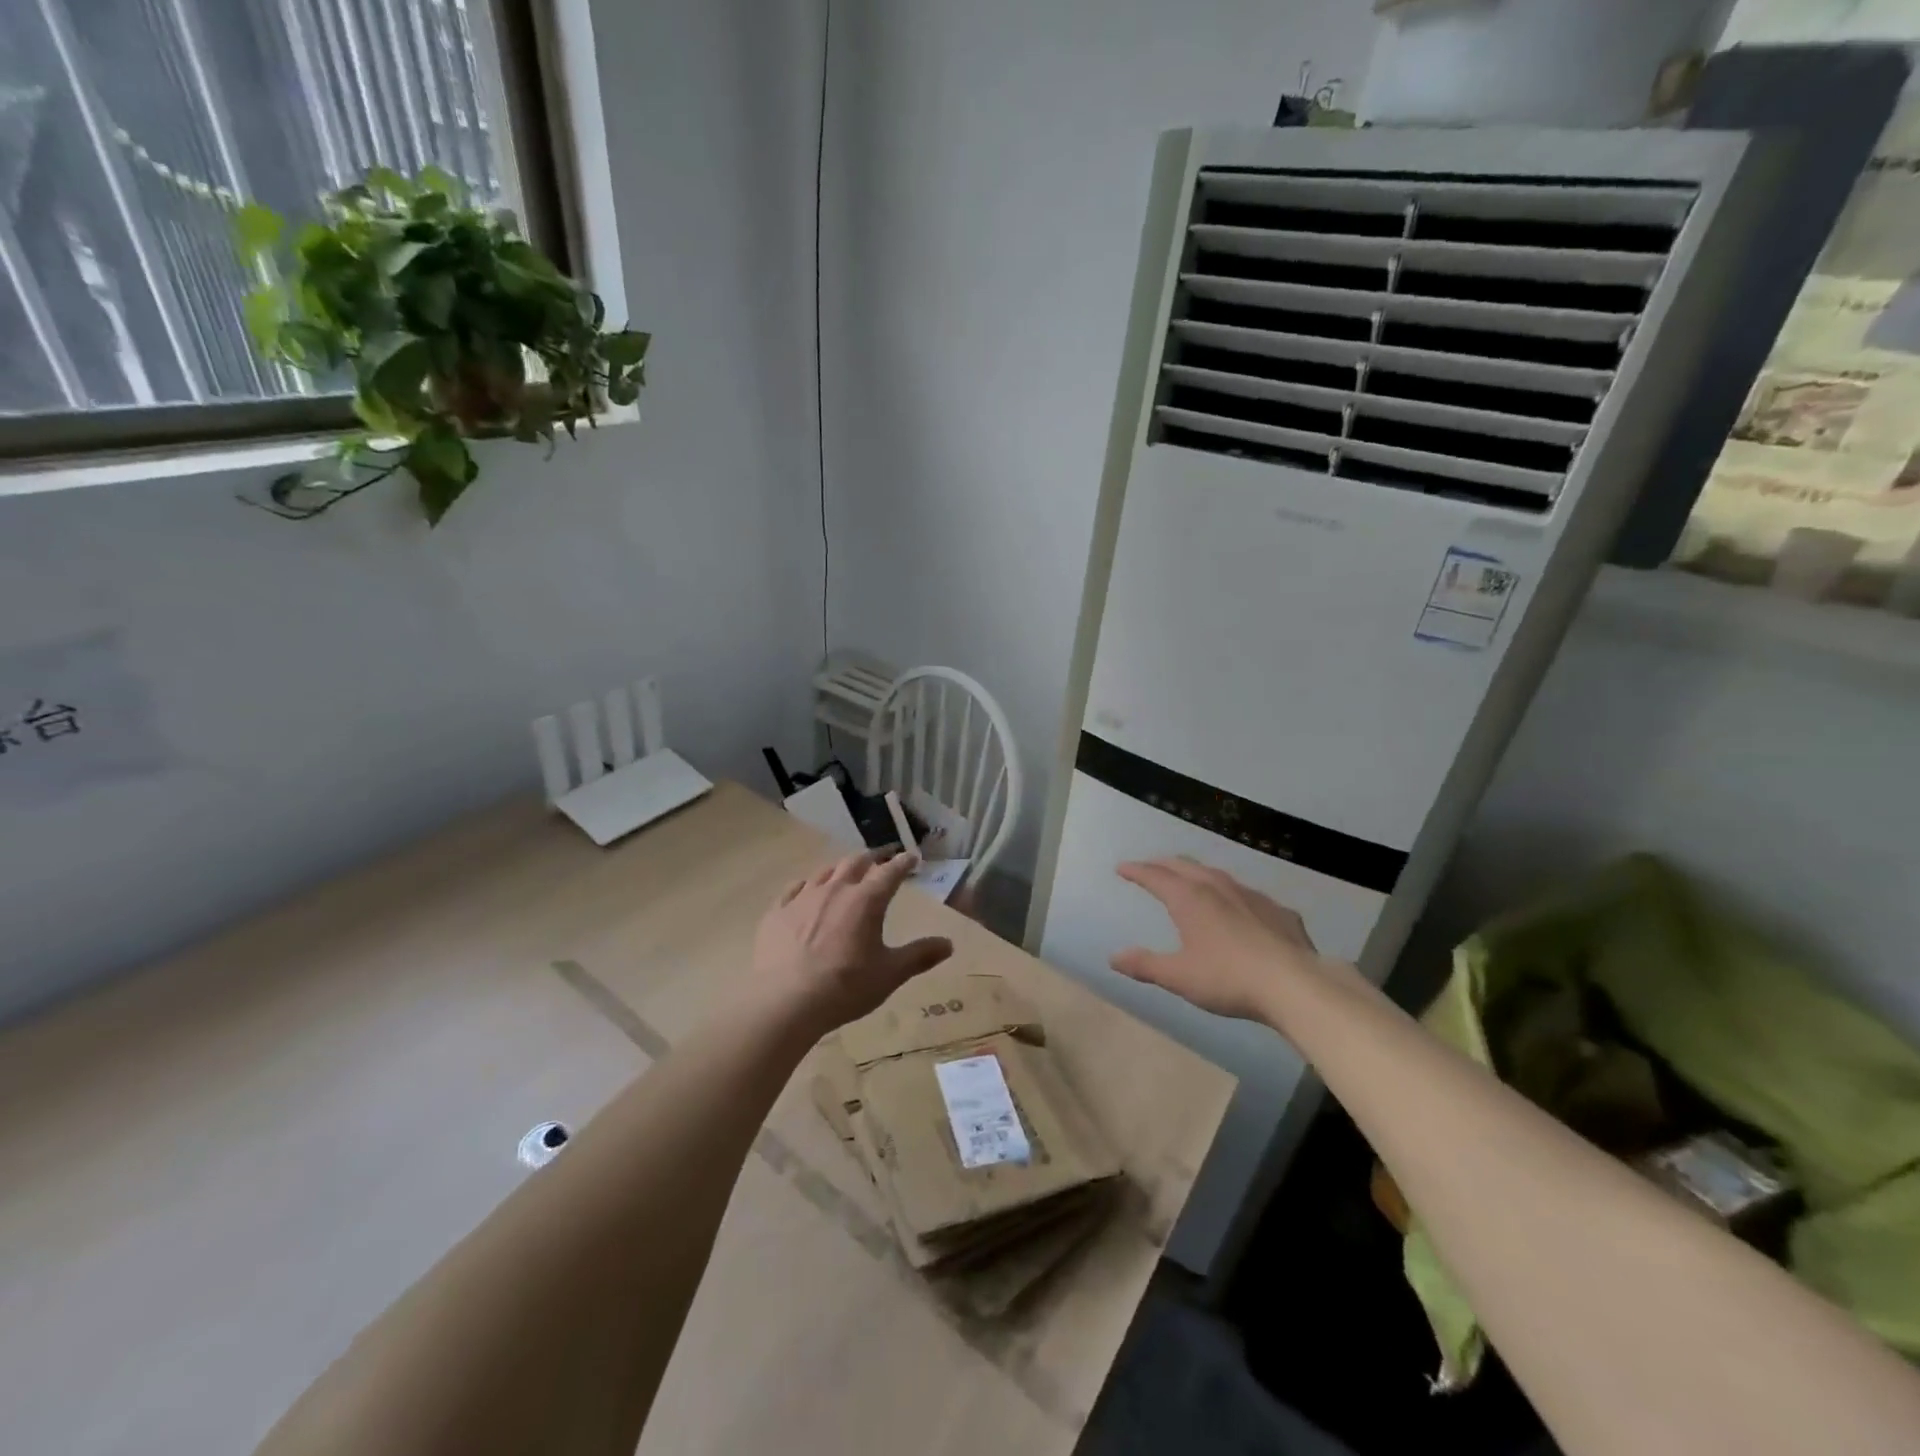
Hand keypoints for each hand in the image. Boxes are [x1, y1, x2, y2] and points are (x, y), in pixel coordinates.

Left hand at [754, 848, 953, 1032]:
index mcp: (866, 901)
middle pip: (855, 863)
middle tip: (880, 859)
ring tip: (845, 872)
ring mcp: (802, 898)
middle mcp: (835, 890)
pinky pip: (793, 889)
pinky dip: (805, 886)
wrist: (786, 1001)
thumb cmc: (845, 987)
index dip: (903, 863)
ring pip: (824, 872)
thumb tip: (949, 944)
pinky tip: (805, 890)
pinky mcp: (777, 912)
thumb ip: (920, 956)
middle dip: (871, 858)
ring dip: (839, 869)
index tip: (911, 857)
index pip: (890, 872)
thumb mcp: (890, 974)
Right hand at [1110, 857, 1350, 1024]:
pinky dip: (1232, 895)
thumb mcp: (1179, 976)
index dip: (1136, 871)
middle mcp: (1218, 888)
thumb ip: (1145, 965)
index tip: (1122, 868)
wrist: (1296, 984)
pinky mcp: (1279, 911)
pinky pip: (1248, 895)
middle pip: (1185, 866)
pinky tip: (1239, 908)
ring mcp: (1252, 896)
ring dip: (1197, 874)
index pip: (1155, 876)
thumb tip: (1114, 957)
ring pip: (1217, 875)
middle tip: (1150, 867)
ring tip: (1190, 880)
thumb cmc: (1229, 979)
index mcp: (1190, 899)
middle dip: (1163, 864)